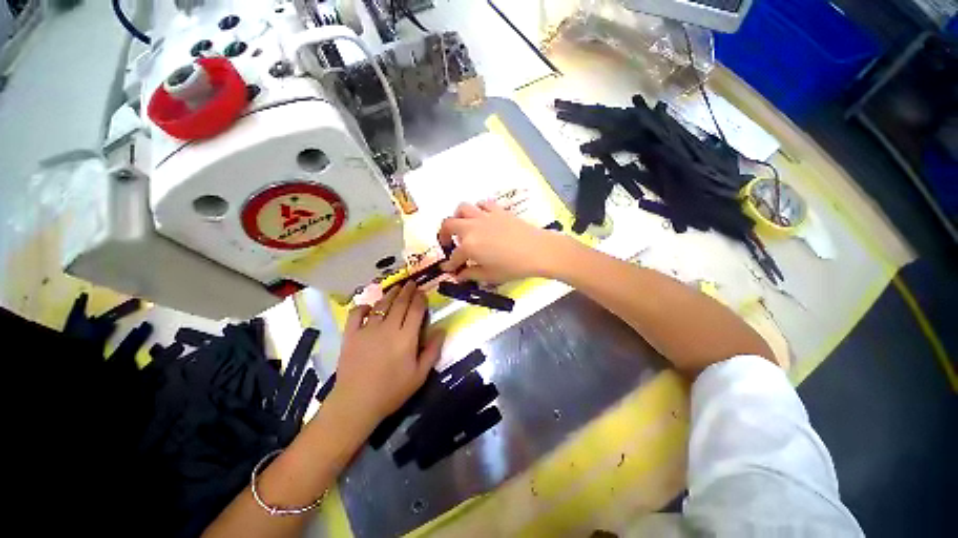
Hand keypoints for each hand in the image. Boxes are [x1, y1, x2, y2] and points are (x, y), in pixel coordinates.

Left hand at [329, 282, 443, 428]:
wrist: (356, 403)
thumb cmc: (392, 391)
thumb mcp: (420, 375)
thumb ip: (433, 351)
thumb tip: (441, 329)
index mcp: (406, 337)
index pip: (416, 310)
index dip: (420, 299)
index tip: (423, 292)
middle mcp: (388, 328)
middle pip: (400, 303)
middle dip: (407, 291)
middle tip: (411, 283)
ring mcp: (367, 330)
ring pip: (381, 305)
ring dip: (390, 294)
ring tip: (396, 287)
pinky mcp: (351, 335)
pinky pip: (356, 314)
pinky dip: (363, 307)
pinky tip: (369, 306)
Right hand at [438, 201, 568, 283]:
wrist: (538, 251)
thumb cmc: (513, 267)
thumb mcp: (490, 275)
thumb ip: (471, 274)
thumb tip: (459, 275)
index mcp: (468, 245)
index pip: (454, 256)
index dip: (450, 264)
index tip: (449, 269)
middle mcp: (471, 227)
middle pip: (448, 224)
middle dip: (443, 235)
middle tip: (447, 244)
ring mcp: (484, 216)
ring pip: (462, 208)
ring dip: (458, 217)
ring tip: (463, 227)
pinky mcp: (497, 210)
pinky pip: (482, 204)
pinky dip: (478, 210)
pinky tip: (481, 218)